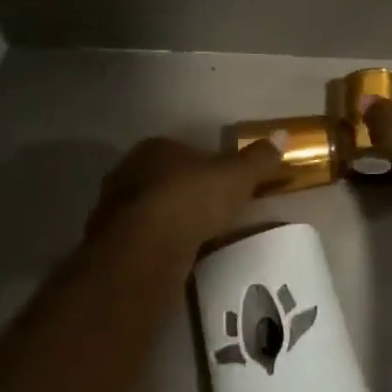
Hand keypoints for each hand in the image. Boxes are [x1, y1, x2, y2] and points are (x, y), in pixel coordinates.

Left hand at [85, 137, 281, 257]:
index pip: (184, 150)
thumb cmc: (191, 200)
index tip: (225, 184)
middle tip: (213, 211)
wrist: (143, 248)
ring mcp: (113, 208)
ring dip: (170, 220)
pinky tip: (177, 257)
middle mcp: (127, 171)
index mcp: (156, 148)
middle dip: (186, 192)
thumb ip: (258, 158)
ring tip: (198, 238)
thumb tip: (282, 134)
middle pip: (165, 179)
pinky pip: (142, 238)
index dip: (207, 166)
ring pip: (151, 209)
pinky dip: (158, 245)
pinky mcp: (108, 242)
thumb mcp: (236, 177)